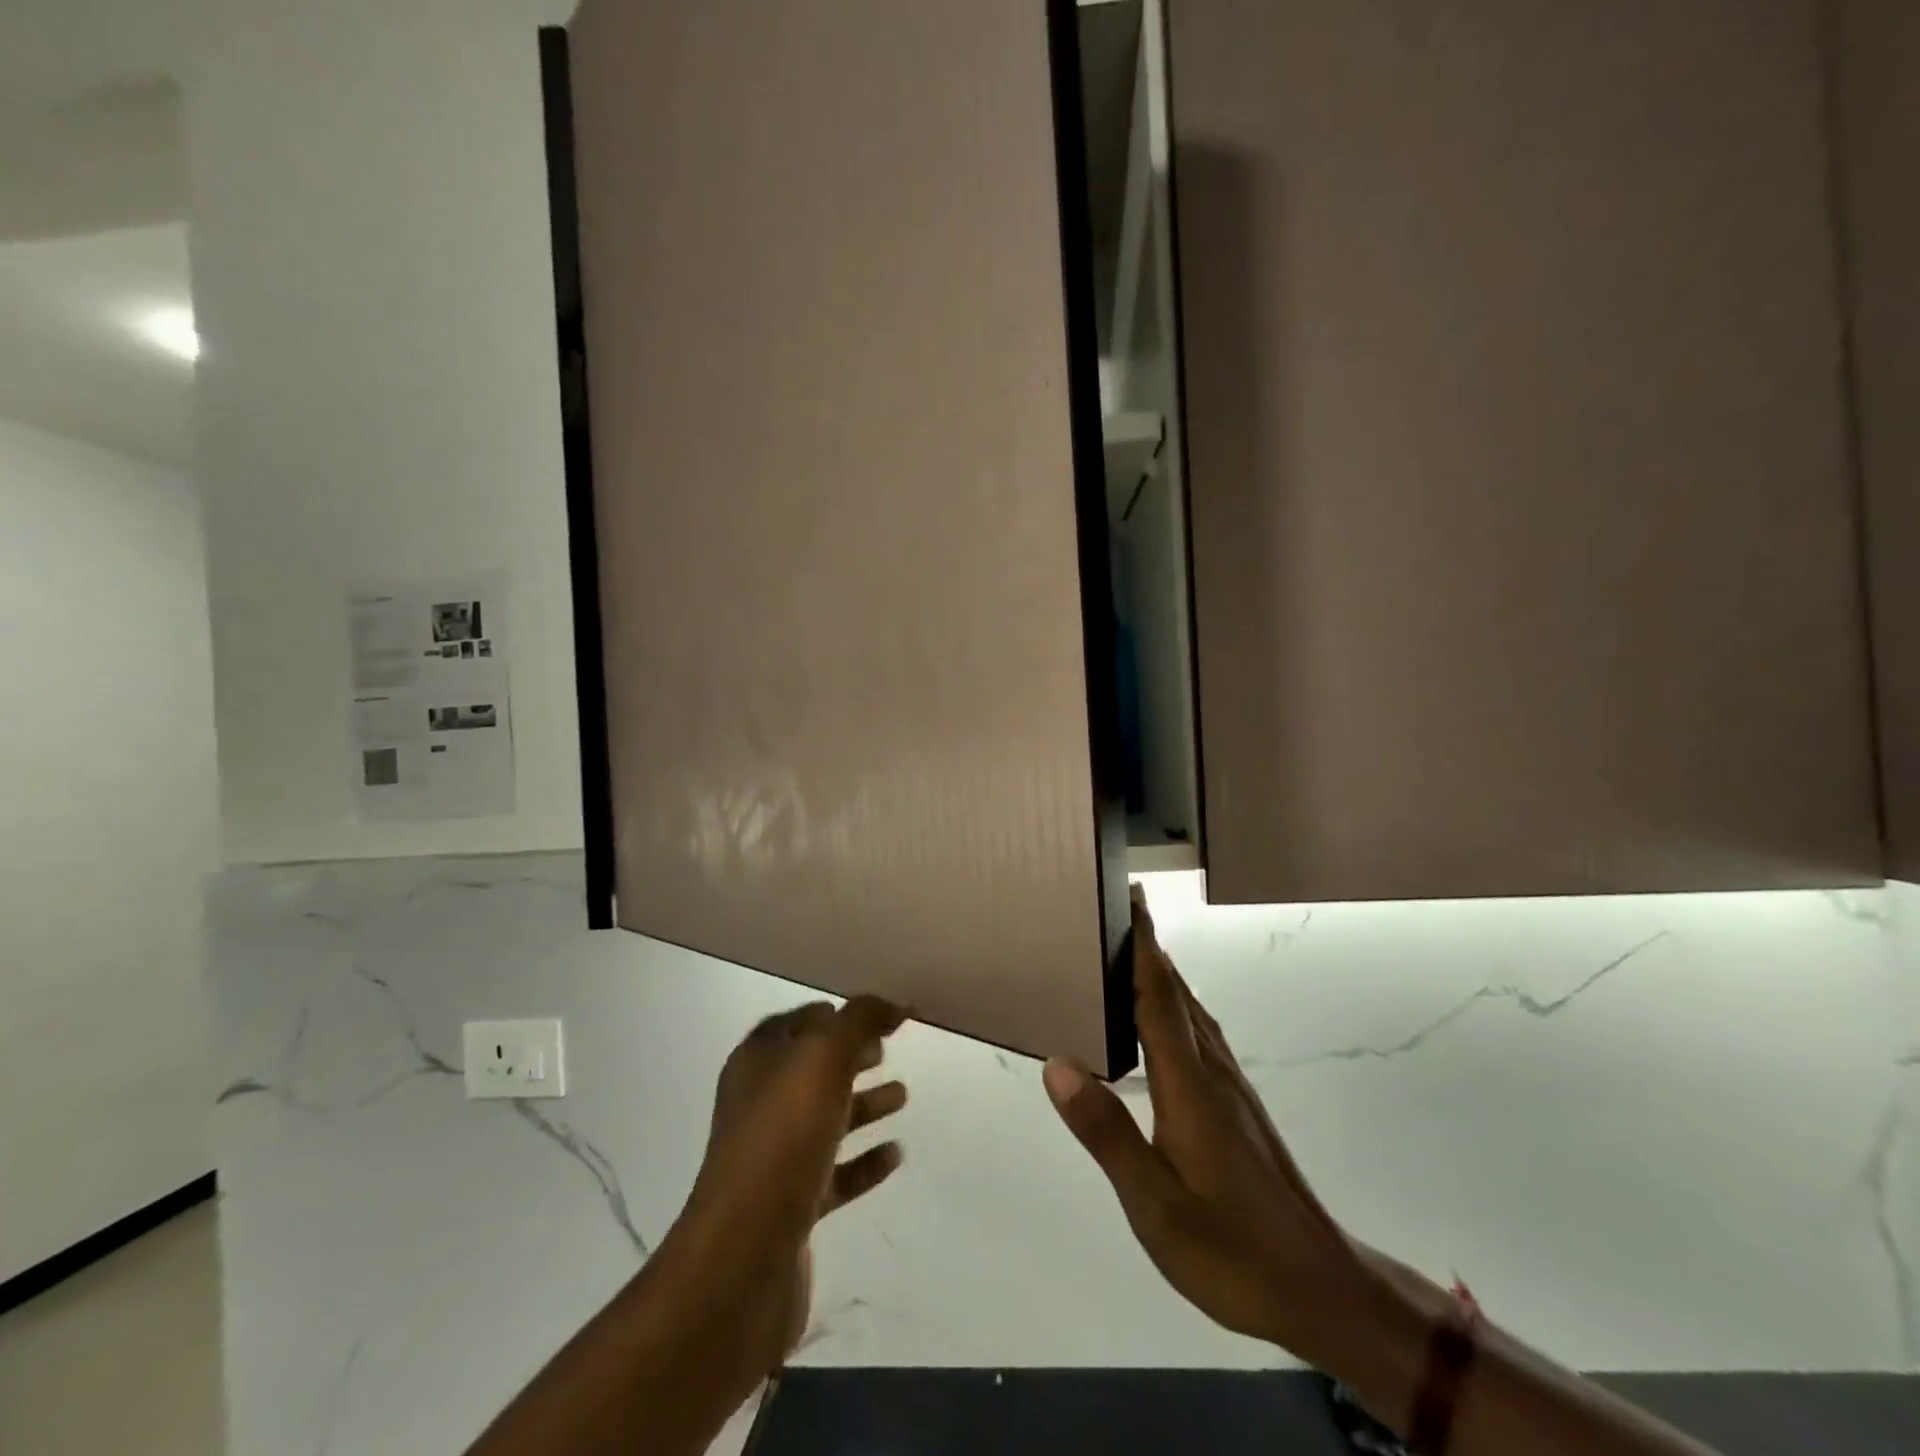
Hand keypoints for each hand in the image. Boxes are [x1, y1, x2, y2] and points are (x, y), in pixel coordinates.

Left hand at [659, 997, 908, 1371]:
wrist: (743, 1257)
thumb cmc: (782, 1139)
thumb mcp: (823, 1059)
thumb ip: (859, 1021)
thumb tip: (891, 1004)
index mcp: (757, 1064)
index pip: (796, 1023)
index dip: (833, 1015)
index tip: (875, 1015)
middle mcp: (760, 1105)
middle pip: (812, 1069)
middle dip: (849, 1056)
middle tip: (888, 1049)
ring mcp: (774, 1158)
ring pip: (826, 1118)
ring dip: (863, 1104)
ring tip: (903, 1095)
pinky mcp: (792, 1206)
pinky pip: (836, 1172)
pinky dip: (865, 1160)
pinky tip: (896, 1154)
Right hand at [1044, 890, 1371, 1362]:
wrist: (1323, 1290)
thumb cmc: (1232, 1249)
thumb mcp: (1154, 1202)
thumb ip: (1106, 1131)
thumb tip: (1058, 1064)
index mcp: (1189, 1084)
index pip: (1160, 996)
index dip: (1143, 946)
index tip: (1130, 899)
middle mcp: (1213, 1072)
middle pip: (1178, 994)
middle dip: (1150, 949)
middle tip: (1116, 914)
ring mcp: (1232, 1090)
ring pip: (1193, 1014)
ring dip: (1163, 976)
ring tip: (1131, 955)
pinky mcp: (1240, 1109)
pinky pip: (1201, 1036)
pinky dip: (1176, 1009)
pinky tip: (1164, 1026)